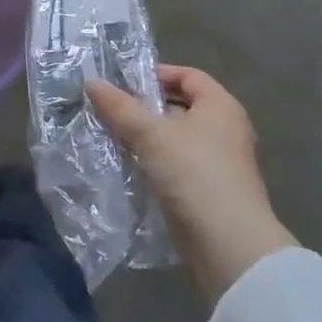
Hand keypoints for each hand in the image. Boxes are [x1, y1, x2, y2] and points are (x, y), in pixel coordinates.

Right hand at [88, 64, 297, 301]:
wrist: (229, 247)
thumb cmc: (194, 174)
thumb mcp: (150, 135)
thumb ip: (120, 107)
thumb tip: (92, 82)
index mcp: (220, 106)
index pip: (188, 75)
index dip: (156, 74)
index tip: (123, 83)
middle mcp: (226, 129)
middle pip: (181, 106)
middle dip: (146, 107)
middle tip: (112, 110)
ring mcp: (221, 163)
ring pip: (177, 139)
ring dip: (148, 138)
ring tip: (114, 138)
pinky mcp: (212, 191)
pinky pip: (179, 165)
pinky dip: (157, 163)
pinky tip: (131, 168)